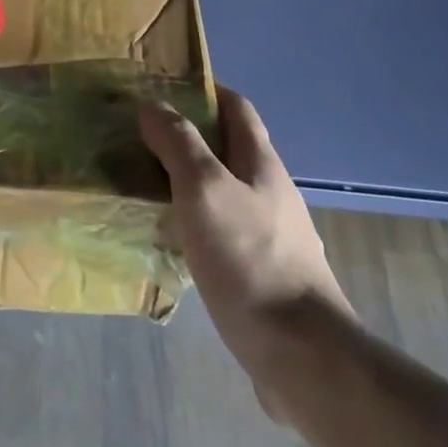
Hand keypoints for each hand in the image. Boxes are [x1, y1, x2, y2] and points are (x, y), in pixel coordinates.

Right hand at [139, 87, 353, 402]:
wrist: (304, 357)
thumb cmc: (250, 259)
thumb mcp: (204, 189)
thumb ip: (178, 143)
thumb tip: (152, 105)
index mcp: (262, 163)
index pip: (237, 108)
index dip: (206, 91)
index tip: (165, 89)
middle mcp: (272, 192)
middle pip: (231, 149)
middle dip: (191, 137)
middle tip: (144, 140)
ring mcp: (274, 237)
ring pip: (226, 193)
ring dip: (191, 183)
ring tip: (148, 187)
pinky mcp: (266, 276)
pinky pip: (225, 233)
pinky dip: (198, 224)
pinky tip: (174, 242)